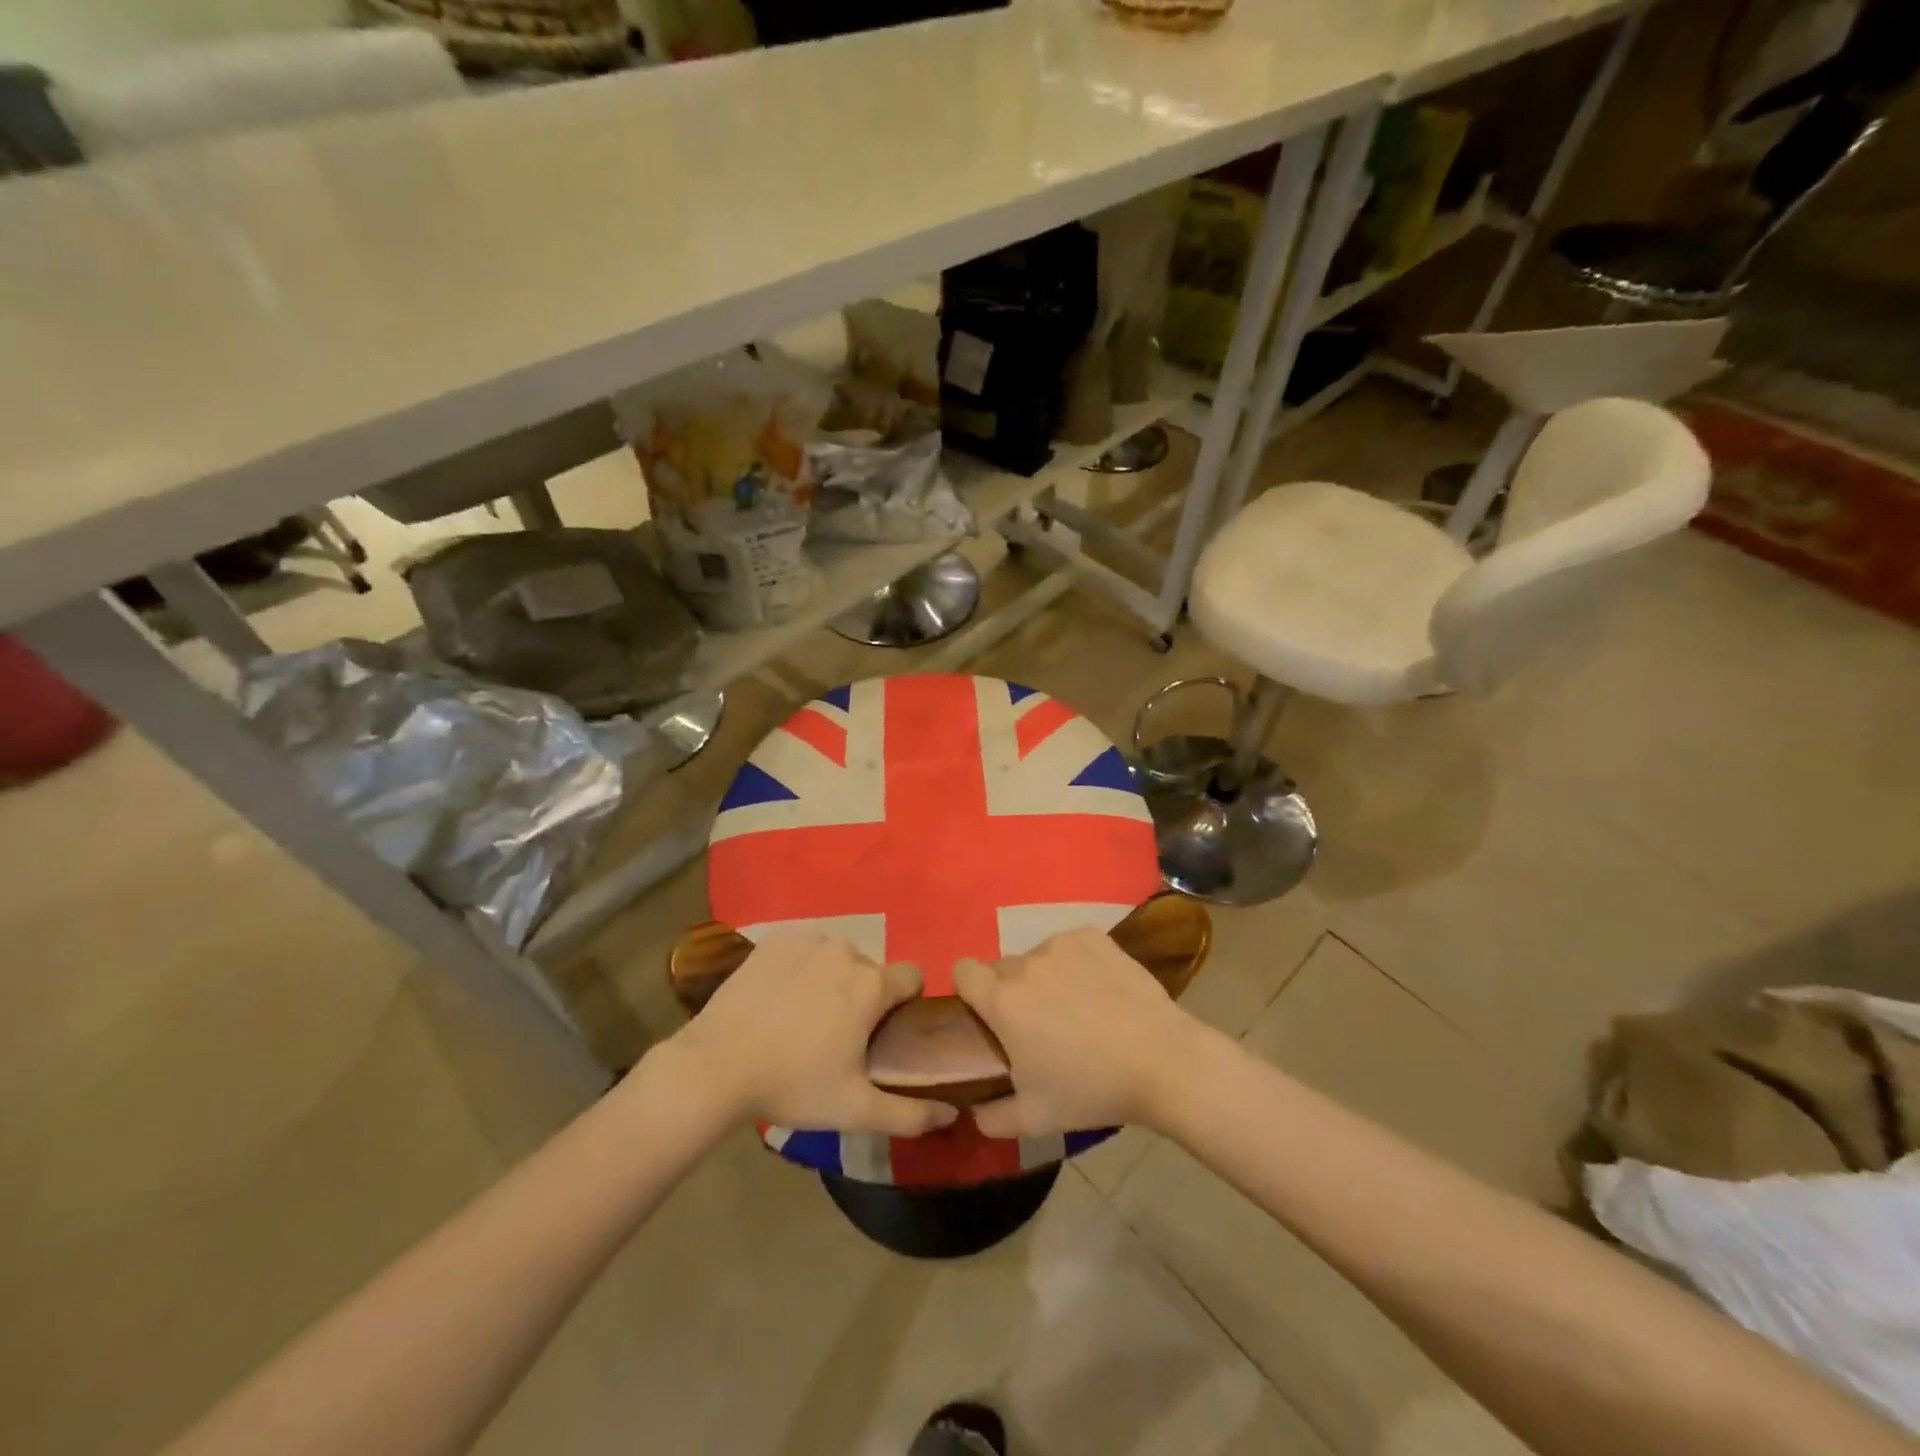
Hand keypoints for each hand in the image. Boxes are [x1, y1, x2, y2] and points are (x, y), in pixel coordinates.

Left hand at [667, 931, 958, 1136]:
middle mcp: (846, 951)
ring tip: (803, 1017)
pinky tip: (779, 997)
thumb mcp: (855, 1109)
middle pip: (870, 970)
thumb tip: (952, 1113)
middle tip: (837, 1034)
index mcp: (872, 985)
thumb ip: (910, 1113)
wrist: (716, 1067)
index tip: (884, 1031)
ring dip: (831, 979)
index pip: (912, 976)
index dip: (905, 1002)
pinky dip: (799, 967)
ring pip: (836, 957)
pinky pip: (803, 949)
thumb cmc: (793, 1085)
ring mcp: (808, 940)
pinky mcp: (774, 939)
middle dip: (863, 995)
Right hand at [953, 926, 1210, 1138]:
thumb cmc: (1092, 1090)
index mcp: (1003, 1001)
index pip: (962, 971)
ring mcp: (1061, 945)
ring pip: (1037, 956)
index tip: (986, 1014)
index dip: (969, 990)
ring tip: (1076, 1008)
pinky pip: (1069, 946)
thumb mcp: (1035, 1118)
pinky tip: (1099, 989)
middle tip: (1038, 1024)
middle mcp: (1025, 964)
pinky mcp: (1092, 936)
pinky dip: (1075, 963)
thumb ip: (992, 1117)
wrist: (1161, 1061)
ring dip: (1044, 977)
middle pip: (1001, 968)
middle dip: (1010, 991)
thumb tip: (975, 1111)